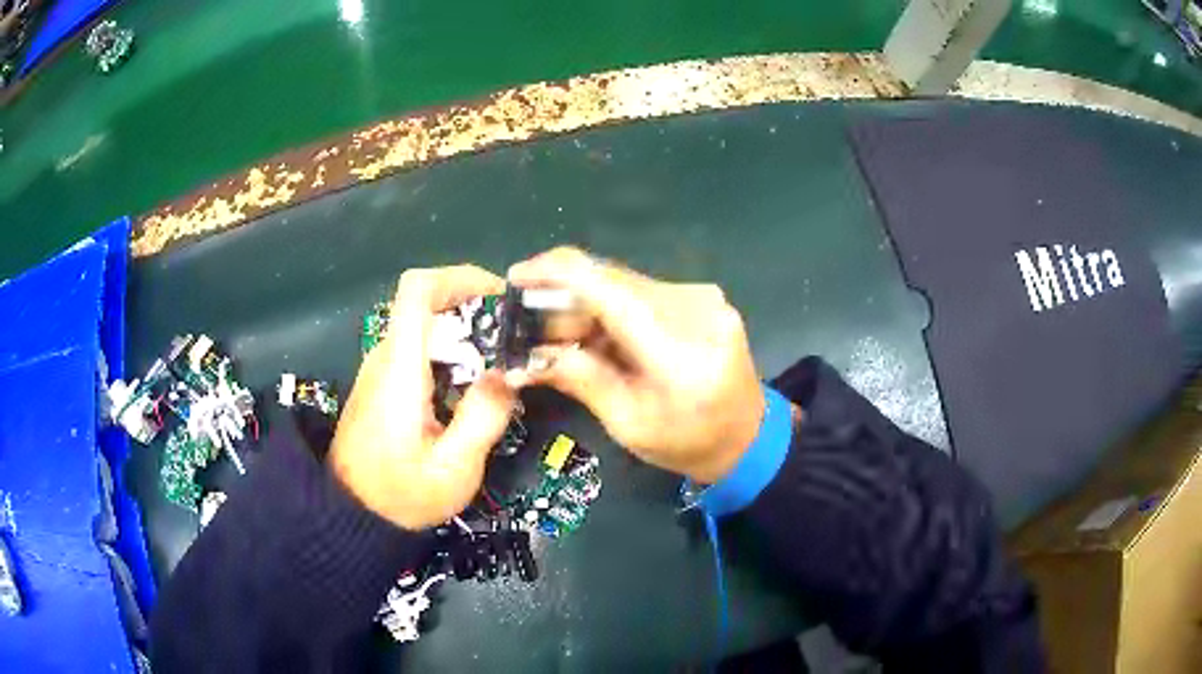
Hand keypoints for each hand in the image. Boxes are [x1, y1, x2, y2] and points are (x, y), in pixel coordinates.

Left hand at [330, 266, 515, 530]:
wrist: (351, 515)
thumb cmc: (401, 495)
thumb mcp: (454, 469)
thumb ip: (483, 418)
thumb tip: (508, 374)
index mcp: (400, 369)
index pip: (417, 290)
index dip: (459, 277)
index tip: (499, 294)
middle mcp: (385, 358)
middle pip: (425, 305)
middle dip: (473, 310)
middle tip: (512, 339)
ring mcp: (379, 371)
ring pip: (422, 328)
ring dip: (463, 334)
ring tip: (499, 366)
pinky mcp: (380, 386)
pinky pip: (417, 351)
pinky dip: (449, 354)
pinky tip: (470, 388)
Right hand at [507, 247, 765, 483]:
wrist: (749, 437)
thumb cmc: (688, 443)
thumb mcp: (628, 424)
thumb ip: (580, 380)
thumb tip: (523, 359)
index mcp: (678, 348)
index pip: (607, 288)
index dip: (554, 273)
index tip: (514, 278)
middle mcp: (693, 307)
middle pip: (610, 280)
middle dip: (562, 298)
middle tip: (530, 329)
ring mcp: (701, 296)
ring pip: (622, 284)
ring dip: (585, 305)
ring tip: (563, 340)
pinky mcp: (700, 297)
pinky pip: (640, 292)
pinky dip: (611, 308)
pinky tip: (599, 336)